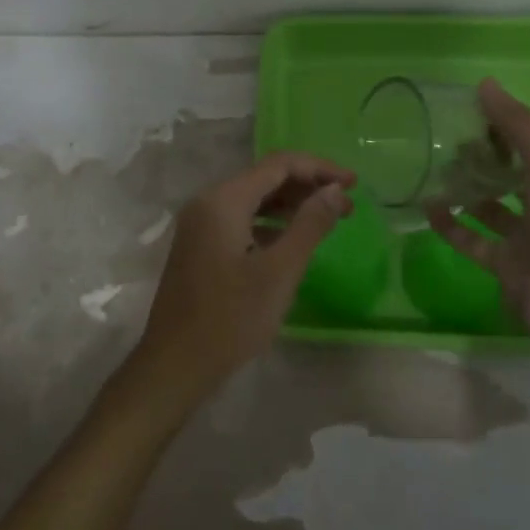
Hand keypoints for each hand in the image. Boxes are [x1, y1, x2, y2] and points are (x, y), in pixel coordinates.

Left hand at [128, 152, 354, 410]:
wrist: (175, 364)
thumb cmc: (230, 318)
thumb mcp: (279, 271)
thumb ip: (310, 224)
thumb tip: (336, 190)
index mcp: (224, 200)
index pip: (279, 165)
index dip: (319, 168)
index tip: (354, 183)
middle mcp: (208, 202)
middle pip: (265, 178)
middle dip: (308, 186)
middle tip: (347, 205)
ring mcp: (200, 224)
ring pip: (253, 199)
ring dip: (291, 205)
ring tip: (328, 219)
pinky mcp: (200, 246)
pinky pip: (241, 220)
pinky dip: (270, 223)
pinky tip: (293, 240)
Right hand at [427, 78, 529, 347]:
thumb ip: (516, 122)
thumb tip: (484, 84)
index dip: (512, 121)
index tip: (476, 109)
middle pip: (515, 167)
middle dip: (485, 152)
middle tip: (449, 137)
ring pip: (493, 203)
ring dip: (468, 186)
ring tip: (435, 166)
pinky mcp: (507, 262)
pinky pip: (473, 239)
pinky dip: (452, 224)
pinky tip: (428, 207)